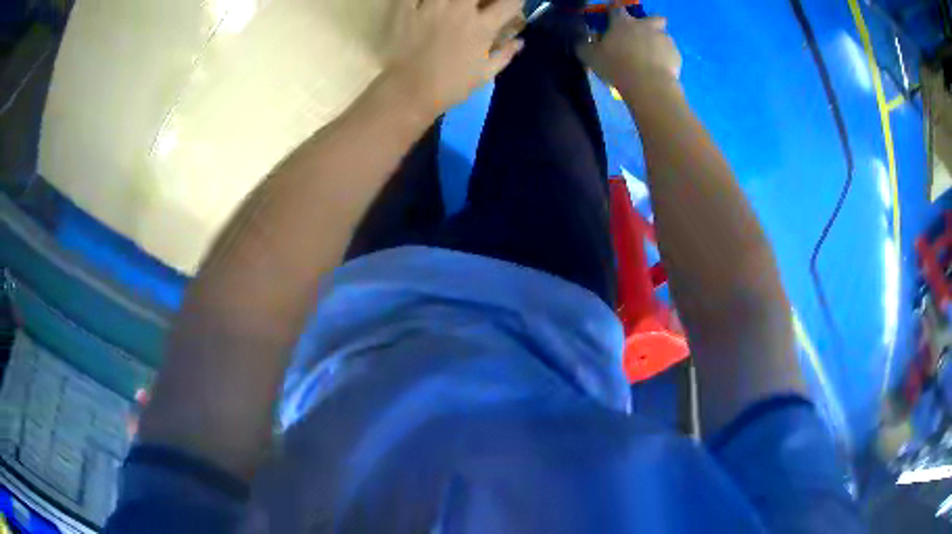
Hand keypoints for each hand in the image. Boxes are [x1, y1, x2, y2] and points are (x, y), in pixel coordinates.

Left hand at [382, 0, 524, 114]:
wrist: (409, 93)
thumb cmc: (450, 87)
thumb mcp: (484, 76)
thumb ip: (505, 55)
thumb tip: (519, 41)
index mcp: (482, 27)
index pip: (510, 3)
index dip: (514, 1)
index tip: (509, 5)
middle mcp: (460, 11)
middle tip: (477, 5)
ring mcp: (432, 7)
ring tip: (453, 5)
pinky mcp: (406, 11)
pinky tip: (424, 4)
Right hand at [577, 9, 681, 95]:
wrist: (648, 85)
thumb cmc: (616, 66)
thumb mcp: (590, 57)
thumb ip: (584, 46)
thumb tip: (582, 42)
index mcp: (623, 22)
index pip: (617, 8)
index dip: (614, 12)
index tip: (611, 19)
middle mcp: (646, 26)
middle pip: (653, 17)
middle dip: (649, 24)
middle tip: (642, 37)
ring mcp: (664, 39)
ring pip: (663, 36)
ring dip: (658, 44)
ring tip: (651, 60)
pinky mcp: (676, 55)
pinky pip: (671, 54)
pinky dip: (666, 60)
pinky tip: (659, 71)